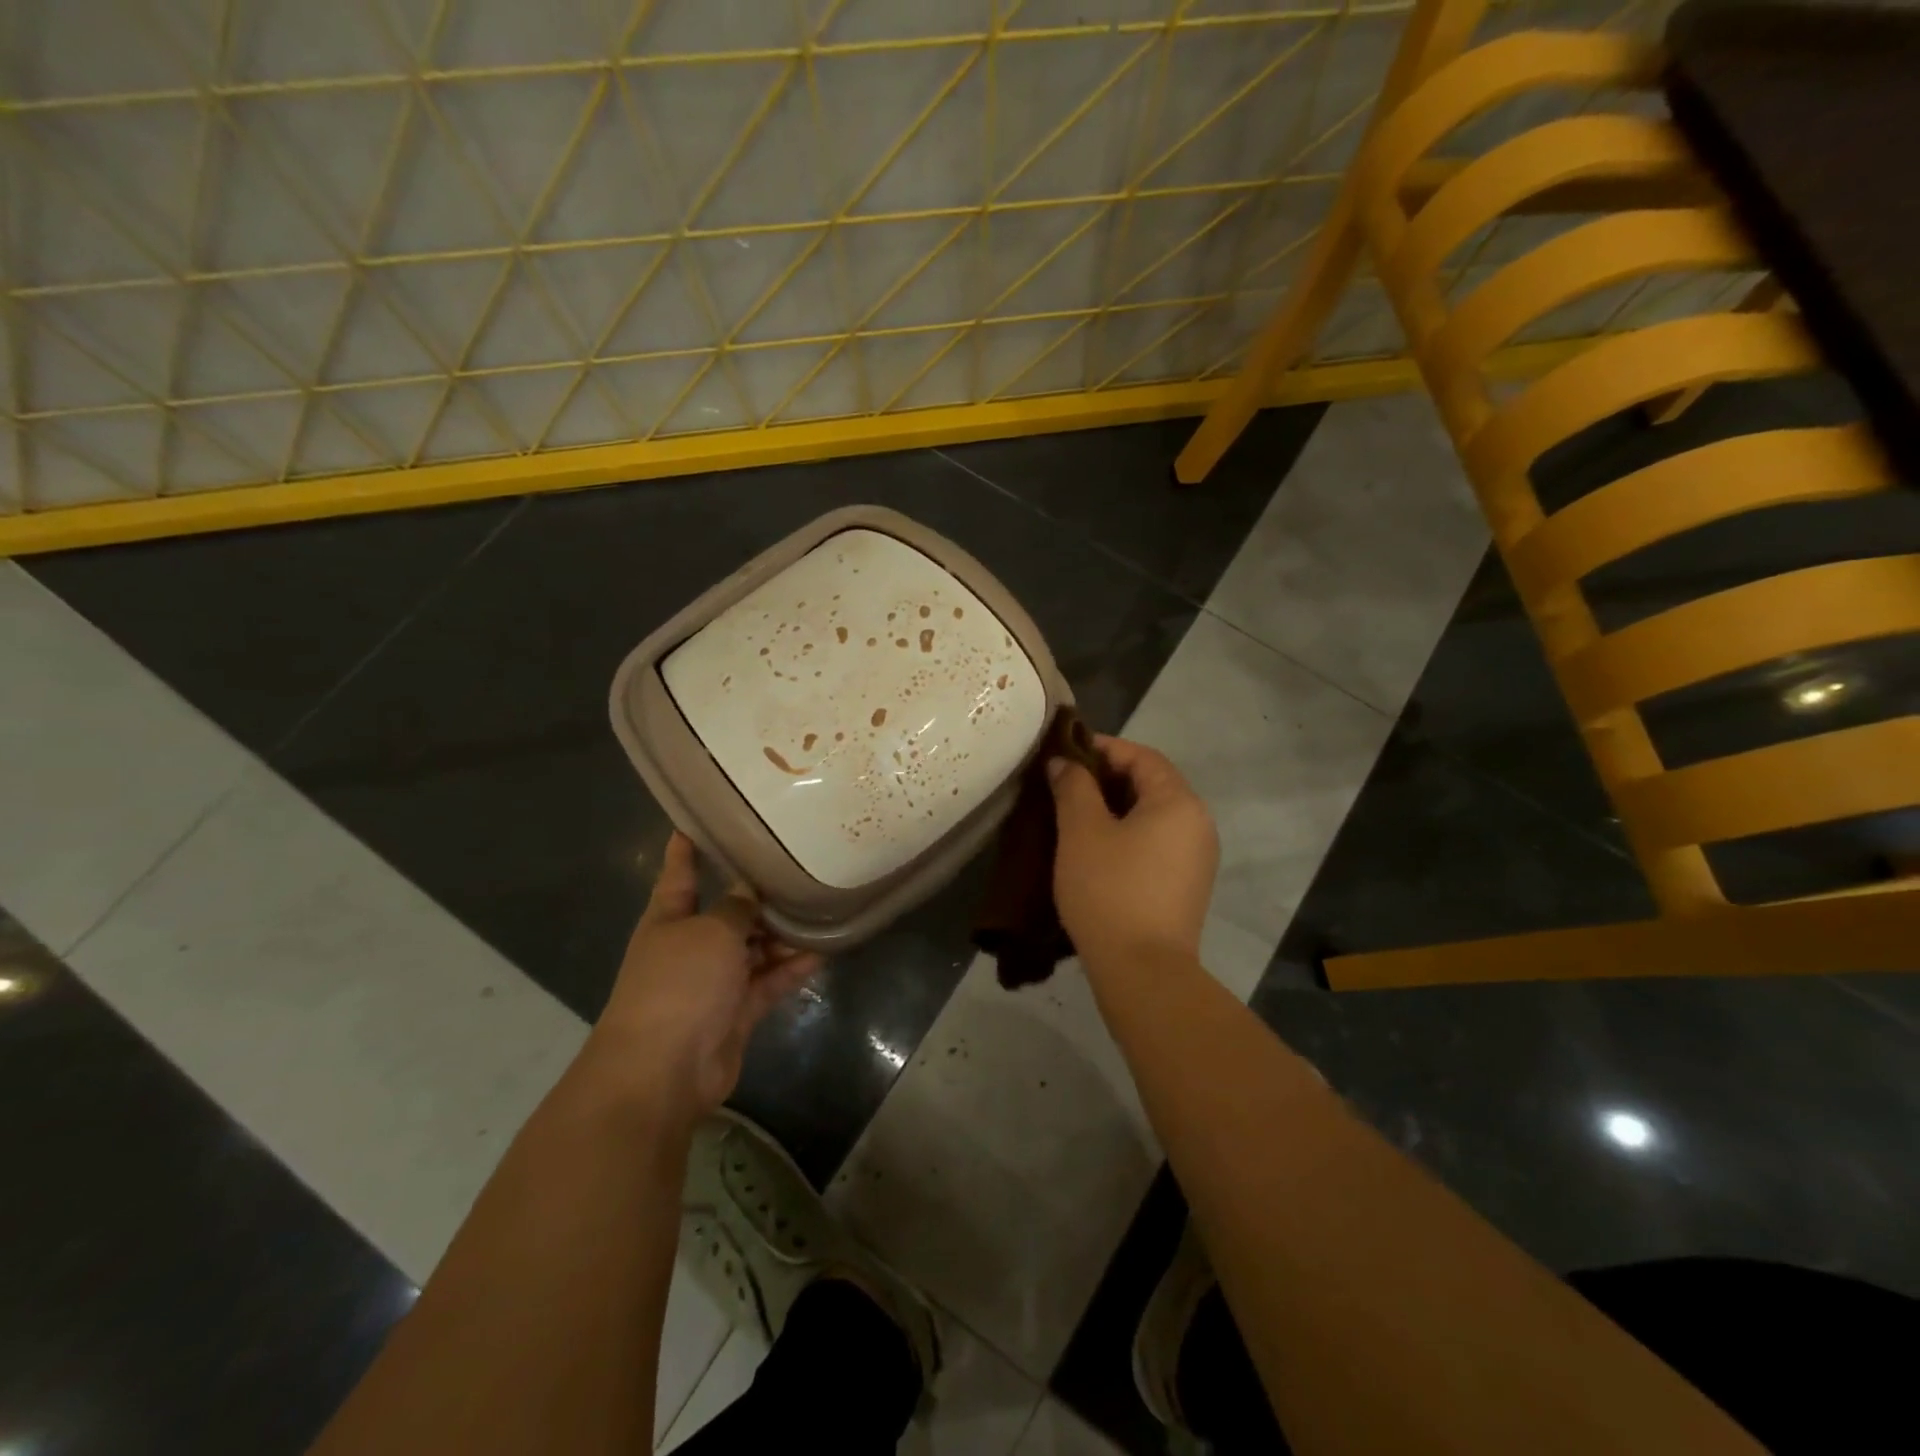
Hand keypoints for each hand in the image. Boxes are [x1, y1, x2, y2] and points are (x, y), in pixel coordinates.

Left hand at [585, 833, 820, 1121]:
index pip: (679, 872)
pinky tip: (824, 950)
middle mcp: (691, 945)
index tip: (697, 819)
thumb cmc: (678, 984)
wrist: (663, 1070)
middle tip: (798, 864)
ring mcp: (714, 981)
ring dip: (783, 933)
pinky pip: (769, 981)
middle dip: (758, 894)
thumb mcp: (711, 931)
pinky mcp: (737, 1011)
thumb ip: (736, 907)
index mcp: (669, 917)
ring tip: (822, 906)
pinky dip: (792, 968)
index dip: (686, 847)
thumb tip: (750, 891)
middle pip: (728, 911)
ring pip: (755, 947)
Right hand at [1049, 735, 1218, 971]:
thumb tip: (1064, 763)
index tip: (1064, 753)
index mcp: (1179, 802)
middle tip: (1064, 784)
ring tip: (1073, 814)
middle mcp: (1198, 823)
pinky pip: (1156, 842)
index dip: (1102, 748)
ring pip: (1152, 815)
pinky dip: (1127, 834)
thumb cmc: (1110, 890)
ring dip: (1115, 807)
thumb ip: (1073, 787)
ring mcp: (1196, 858)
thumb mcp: (1082, 831)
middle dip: (1106, 778)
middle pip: (1151, 784)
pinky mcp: (1186, 885)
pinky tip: (1095, 848)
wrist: (1143, 971)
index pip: (1142, 756)